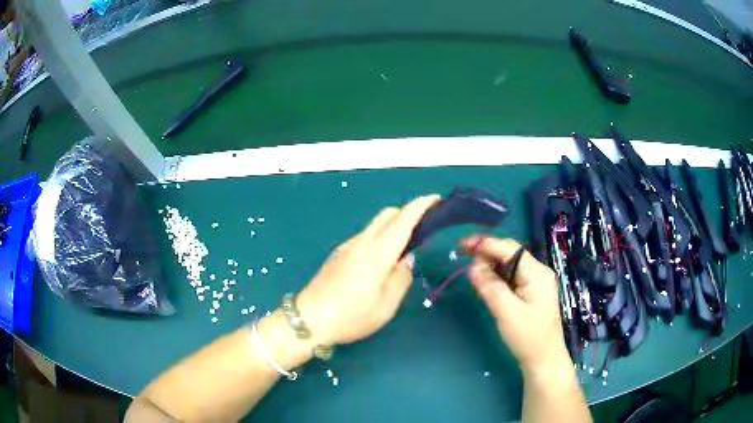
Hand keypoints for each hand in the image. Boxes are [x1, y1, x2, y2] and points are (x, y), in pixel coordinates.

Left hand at [296, 195, 440, 345]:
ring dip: (393, 226)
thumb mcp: (385, 307)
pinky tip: (381, 260)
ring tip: (405, 248)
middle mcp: (361, 243)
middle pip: (387, 214)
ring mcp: (347, 246)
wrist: (309, 320)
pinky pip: (365, 236)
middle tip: (424, 229)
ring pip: (375, 224)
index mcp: (376, 254)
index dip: (420, 206)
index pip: (402, 220)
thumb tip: (407, 260)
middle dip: (408, 213)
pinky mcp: (338, 254)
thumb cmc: (350, 317)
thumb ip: (401, 279)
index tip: (436, 199)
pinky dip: (380, 236)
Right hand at [461, 236, 570, 374]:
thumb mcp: (507, 312)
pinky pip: (512, 276)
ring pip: (509, 264)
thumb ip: (490, 286)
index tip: (461, 245)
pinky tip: (486, 281)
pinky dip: (497, 276)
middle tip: (462, 255)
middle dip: (486, 251)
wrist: (544, 359)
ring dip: (490, 264)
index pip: (508, 249)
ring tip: (471, 270)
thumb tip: (472, 266)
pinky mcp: (532, 291)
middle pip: (509, 253)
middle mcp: (538, 271)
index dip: (484, 244)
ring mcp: (536, 281)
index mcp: (536, 272)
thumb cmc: (528, 336)